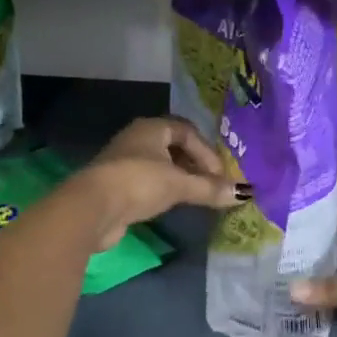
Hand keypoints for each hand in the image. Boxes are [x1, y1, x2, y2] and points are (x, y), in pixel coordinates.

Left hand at [70, 117, 244, 249]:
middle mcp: (137, 138)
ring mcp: (124, 161)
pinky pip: (148, 182)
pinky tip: (172, 204)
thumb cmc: (139, 182)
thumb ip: (209, 188)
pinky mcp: (117, 185)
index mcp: (152, 128)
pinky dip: (164, 190)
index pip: (187, 131)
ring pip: (161, 165)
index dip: (206, 151)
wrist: (92, 208)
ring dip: (180, 178)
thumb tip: (245, 194)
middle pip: (174, 147)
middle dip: (195, 164)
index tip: (219, 174)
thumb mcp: (179, 184)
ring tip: (197, 195)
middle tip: (211, 183)